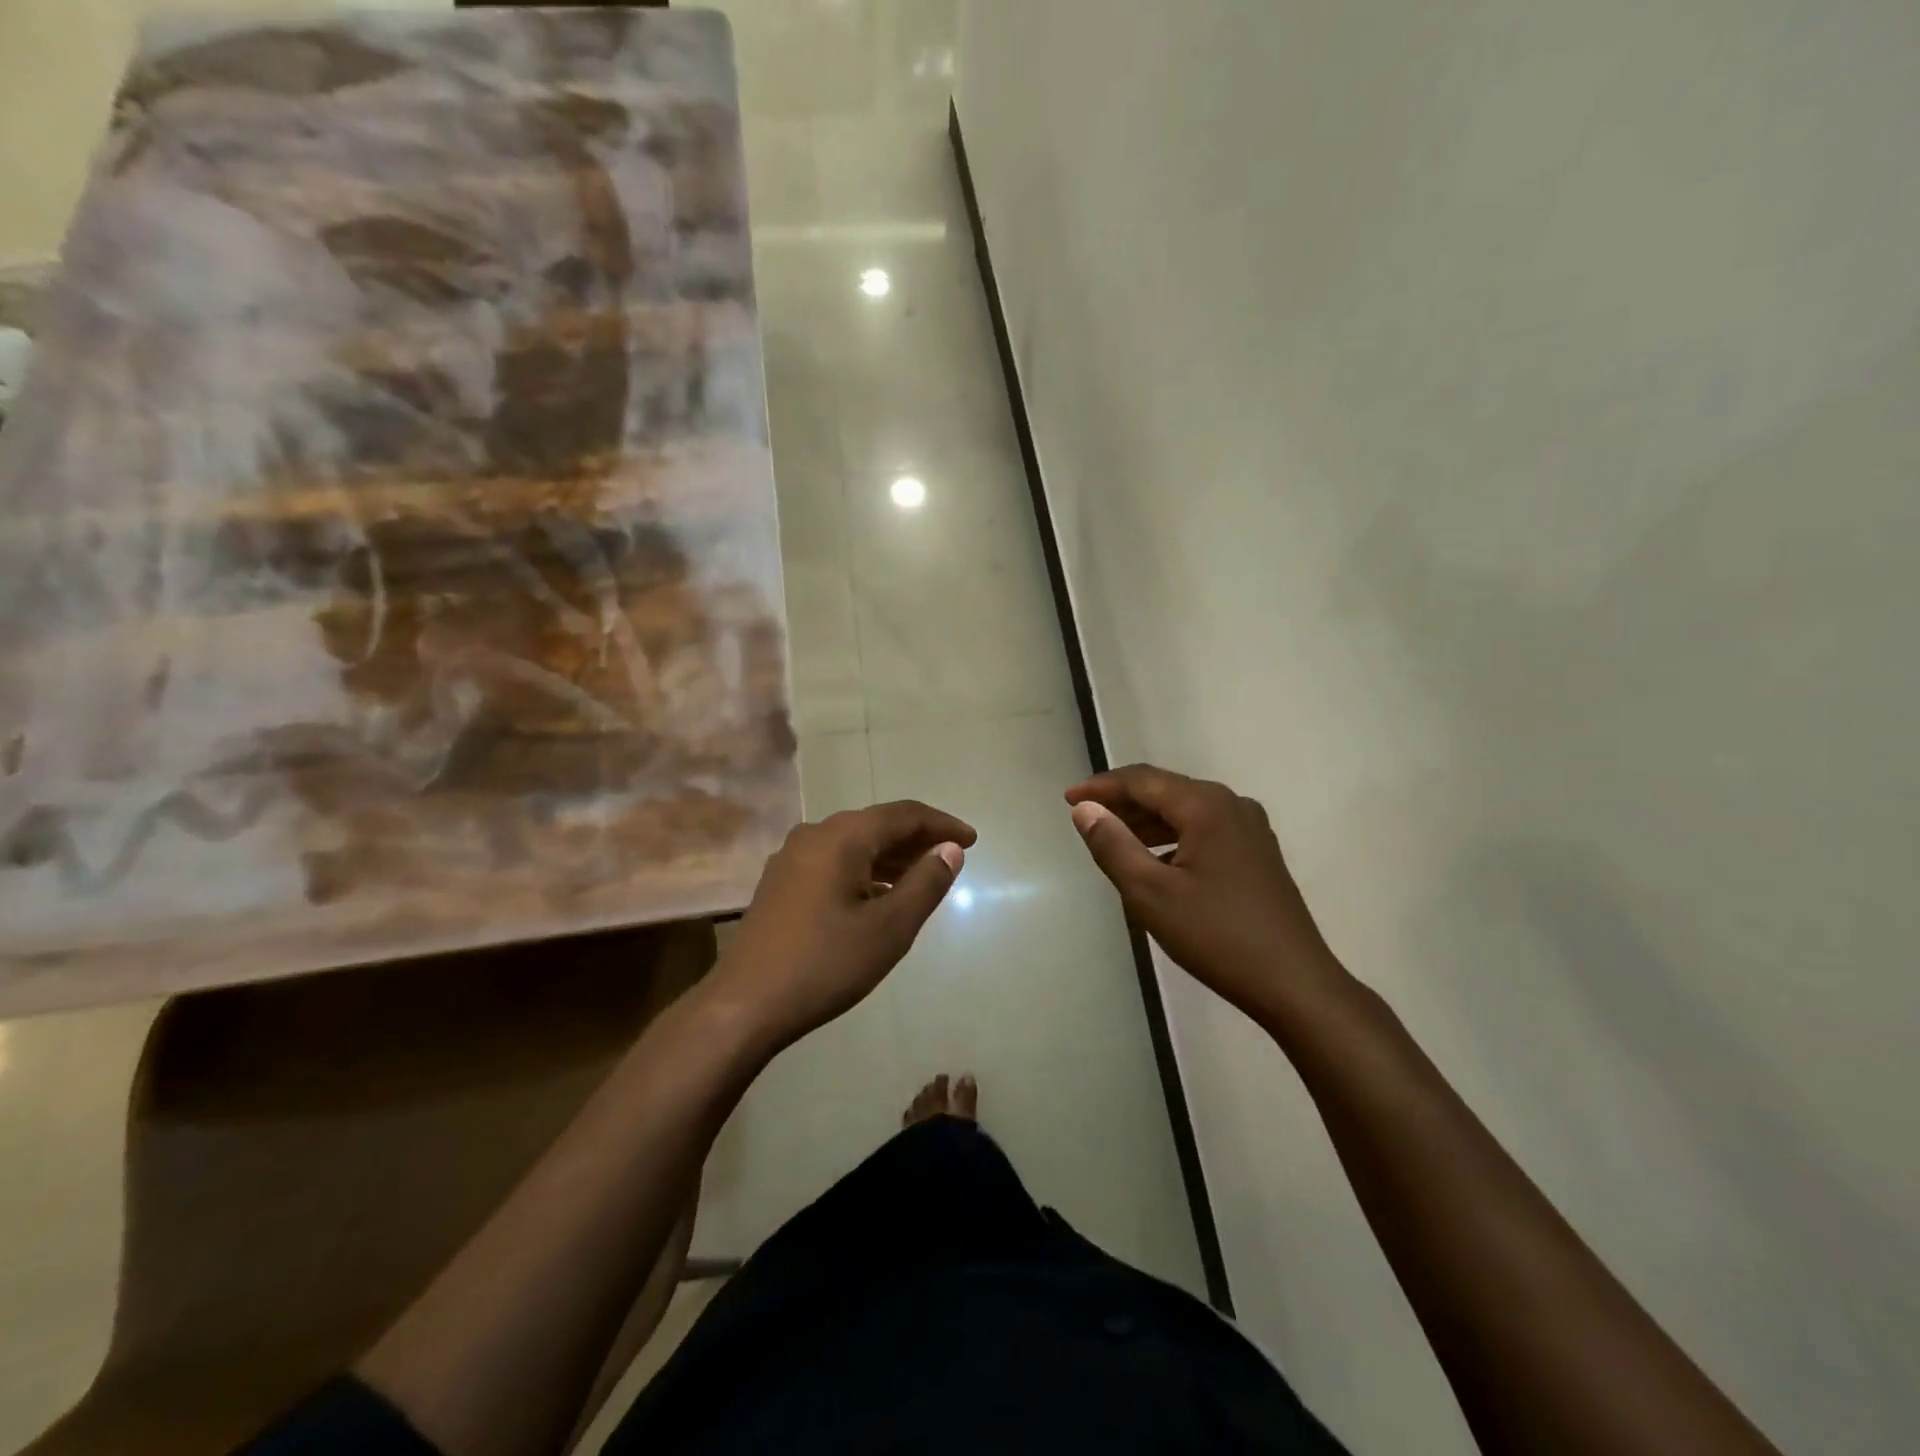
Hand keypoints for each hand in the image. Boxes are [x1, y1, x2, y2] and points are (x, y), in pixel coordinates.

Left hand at [707, 800, 975, 1051]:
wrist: (745, 1005)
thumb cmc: (825, 964)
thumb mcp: (889, 928)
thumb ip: (925, 883)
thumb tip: (950, 849)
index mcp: (842, 837)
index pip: (904, 815)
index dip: (942, 824)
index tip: (971, 840)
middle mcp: (814, 834)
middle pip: (877, 825)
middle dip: (917, 839)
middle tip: (951, 858)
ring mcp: (792, 857)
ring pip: (854, 843)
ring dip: (891, 856)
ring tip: (923, 877)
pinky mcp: (781, 881)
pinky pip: (834, 861)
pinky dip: (864, 870)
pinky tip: (879, 895)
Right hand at [1065, 764, 1338, 1021]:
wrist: (1294, 983)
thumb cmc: (1216, 935)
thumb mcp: (1150, 893)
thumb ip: (1113, 845)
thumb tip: (1085, 810)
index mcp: (1206, 806)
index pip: (1142, 780)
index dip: (1101, 786)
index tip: (1067, 799)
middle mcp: (1231, 805)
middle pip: (1165, 791)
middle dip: (1122, 803)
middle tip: (1086, 819)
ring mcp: (1250, 829)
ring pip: (1185, 811)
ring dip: (1146, 822)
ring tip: (1112, 841)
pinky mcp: (1257, 853)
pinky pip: (1203, 830)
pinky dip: (1172, 838)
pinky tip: (1155, 863)